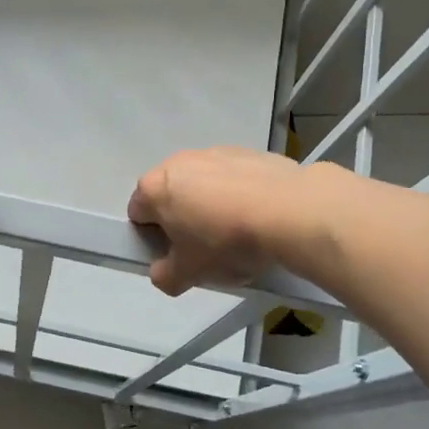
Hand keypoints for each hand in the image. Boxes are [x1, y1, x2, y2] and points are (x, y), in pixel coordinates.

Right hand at [128, 146, 308, 294]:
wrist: (291, 212)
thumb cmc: (226, 242)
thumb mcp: (189, 274)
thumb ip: (164, 276)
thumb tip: (163, 272)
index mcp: (154, 188)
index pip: (137, 214)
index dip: (152, 238)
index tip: (175, 255)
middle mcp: (179, 162)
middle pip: (171, 196)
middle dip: (183, 221)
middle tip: (206, 249)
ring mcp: (215, 153)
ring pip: (204, 186)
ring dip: (213, 206)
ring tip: (240, 235)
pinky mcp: (250, 152)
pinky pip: (235, 179)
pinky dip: (241, 195)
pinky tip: (261, 219)